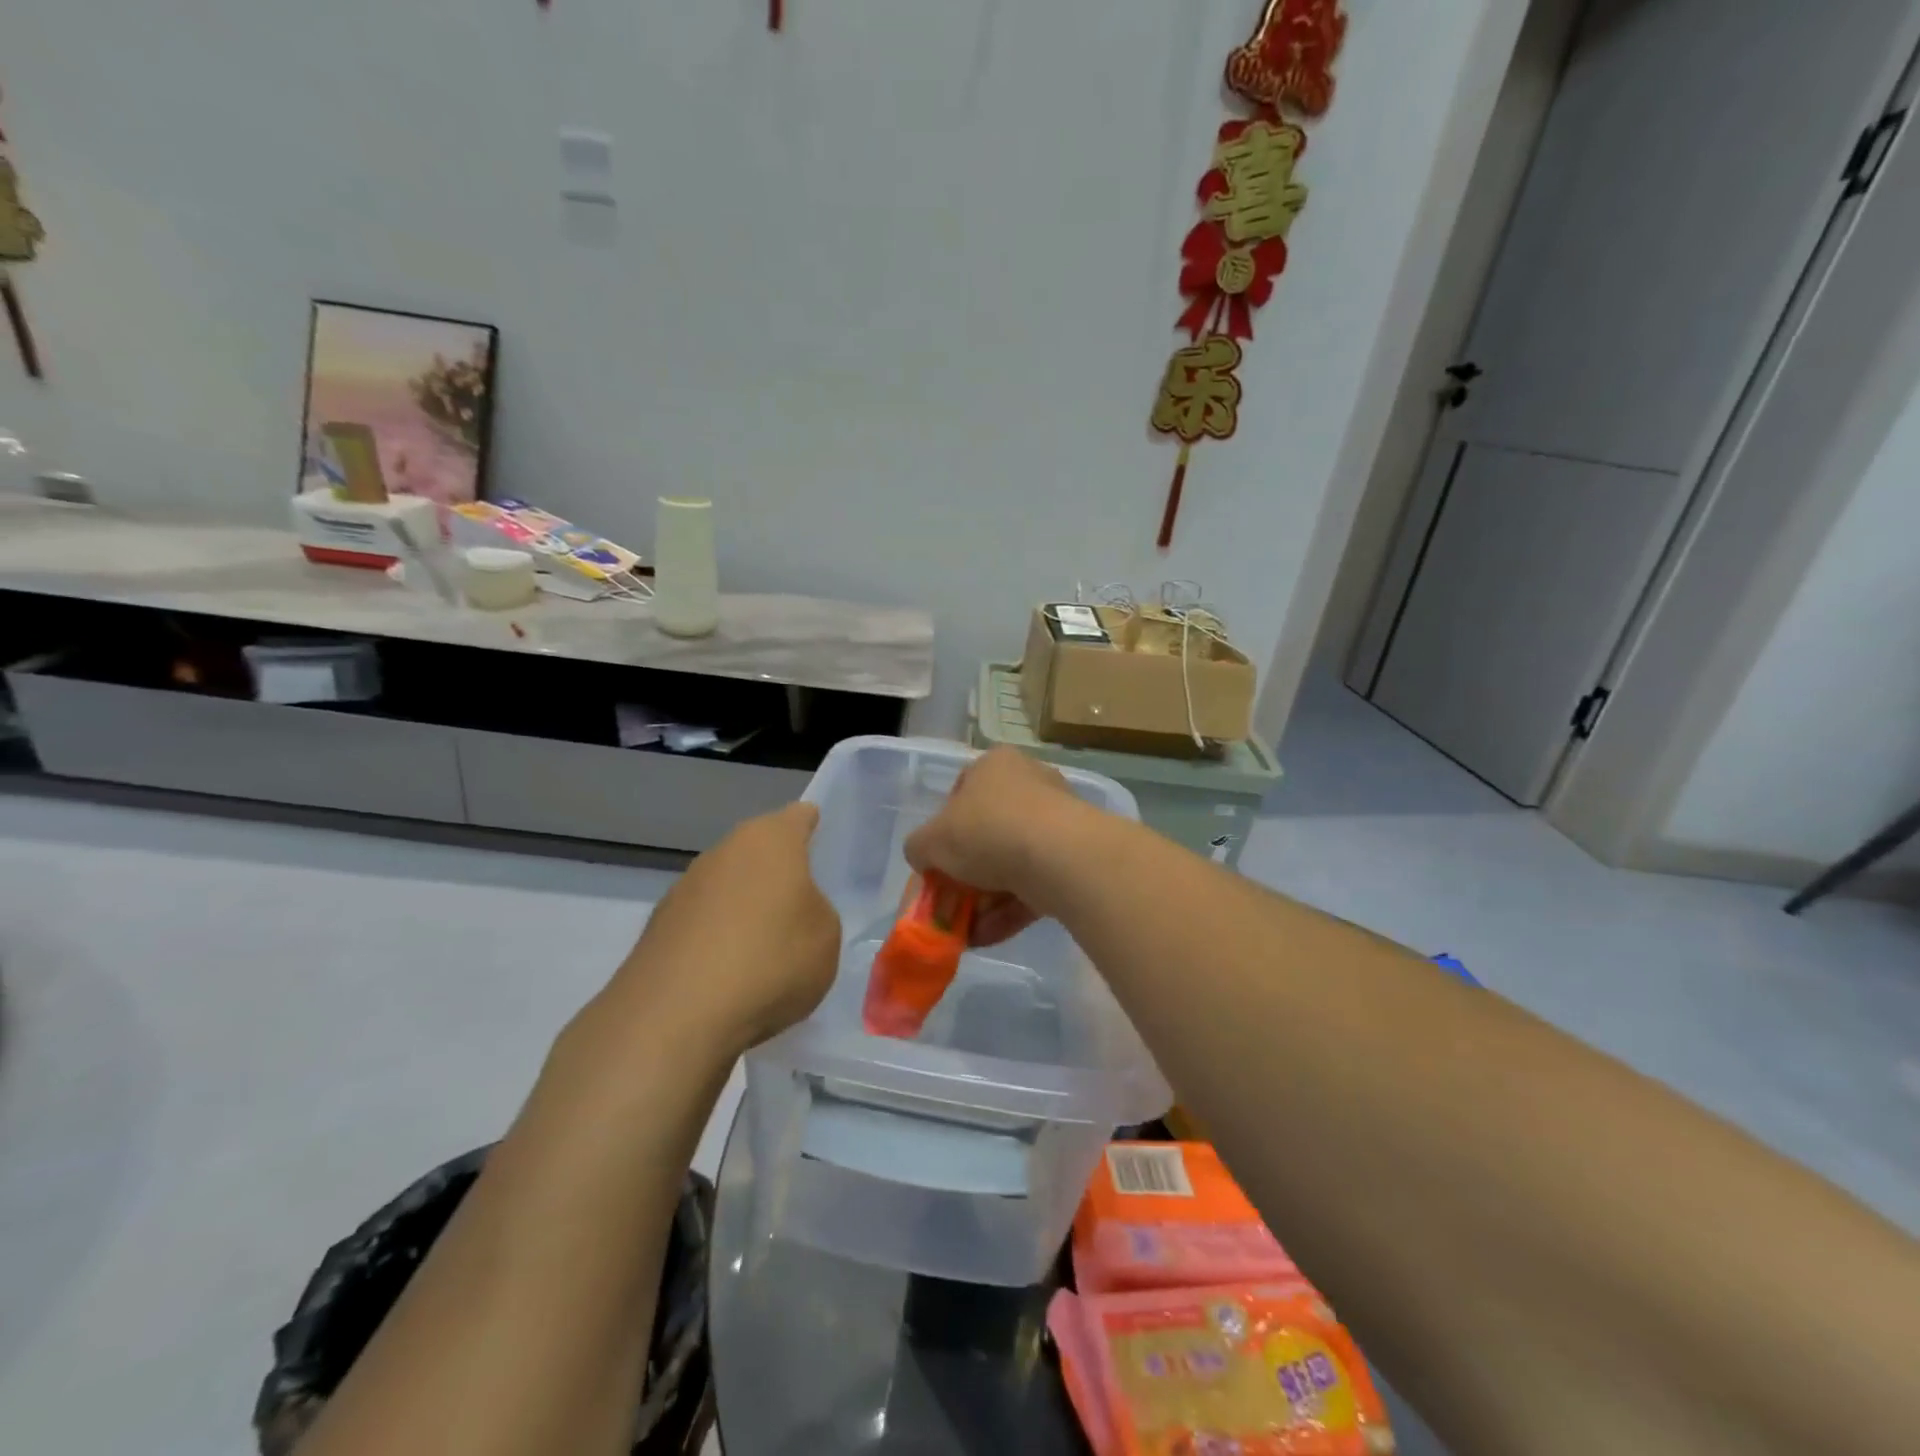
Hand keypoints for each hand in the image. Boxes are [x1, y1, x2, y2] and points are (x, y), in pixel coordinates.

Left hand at [613, 802, 840, 1056]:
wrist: (676, 1016)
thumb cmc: (770, 960)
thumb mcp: (826, 937)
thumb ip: (816, 911)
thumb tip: (795, 911)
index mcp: (770, 839)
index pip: (799, 817)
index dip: (814, 828)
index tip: (825, 850)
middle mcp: (723, 851)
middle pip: (759, 851)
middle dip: (778, 873)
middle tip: (802, 907)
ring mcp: (684, 887)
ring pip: (728, 887)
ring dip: (745, 908)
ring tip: (766, 951)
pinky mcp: (658, 928)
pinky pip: (703, 924)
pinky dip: (717, 940)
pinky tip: (730, 977)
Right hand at [904, 748, 1090, 945]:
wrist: (1059, 856)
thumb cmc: (987, 831)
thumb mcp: (931, 840)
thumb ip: (919, 848)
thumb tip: (923, 857)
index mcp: (995, 765)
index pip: (961, 793)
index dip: (944, 831)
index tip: (936, 862)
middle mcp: (1030, 783)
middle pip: (988, 832)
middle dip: (967, 874)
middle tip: (951, 903)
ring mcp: (1057, 820)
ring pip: (1012, 863)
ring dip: (986, 899)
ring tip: (966, 932)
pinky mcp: (1075, 856)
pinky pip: (1035, 883)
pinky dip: (1010, 909)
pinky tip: (988, 937)